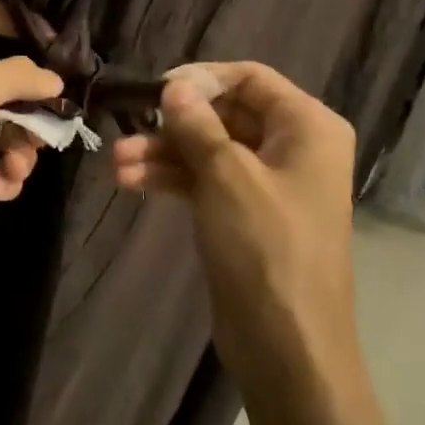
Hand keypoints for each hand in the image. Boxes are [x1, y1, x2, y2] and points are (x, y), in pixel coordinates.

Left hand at [0, 0, 63, 280]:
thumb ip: (17, 75)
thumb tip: (53, 80)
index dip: (21, 22)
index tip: (60, 45)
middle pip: (6, 80)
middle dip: (31, 104)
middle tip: (51, 119)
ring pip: (9, 130)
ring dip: (20, 149)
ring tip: (13, 165)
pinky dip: (2, 178)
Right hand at [111, 61, 359, 388]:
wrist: (287, 345)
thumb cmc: (266, 247)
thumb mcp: (227, 176)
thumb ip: (197, 124)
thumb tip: (174, 86)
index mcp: (307, 127)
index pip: (250, 78)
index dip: (202, 79)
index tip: (157, 92)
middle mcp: (293, 148)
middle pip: (224, 114)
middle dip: (173, 123)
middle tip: (127, 130)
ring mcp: (268, 183)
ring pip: (209, 149)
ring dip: (163, 152)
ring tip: (117, 163)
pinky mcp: (245, 215)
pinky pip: (206, 180)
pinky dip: (173, 178)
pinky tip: (132, 181)